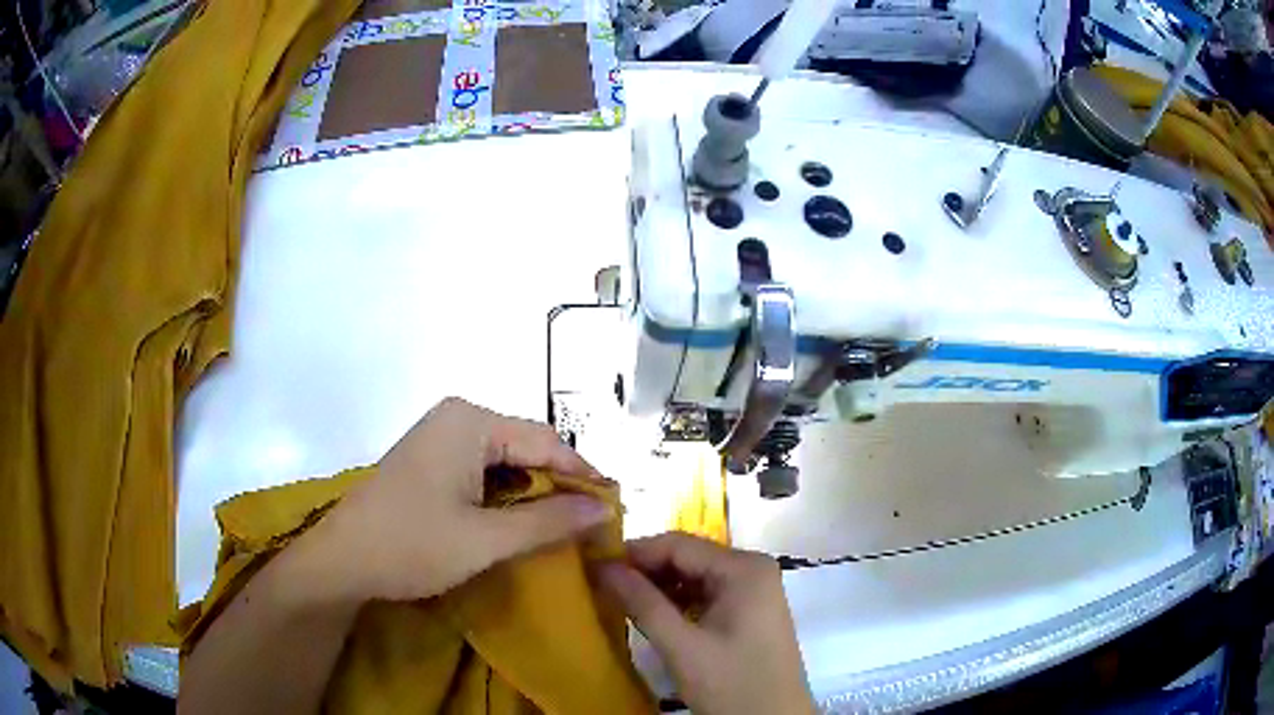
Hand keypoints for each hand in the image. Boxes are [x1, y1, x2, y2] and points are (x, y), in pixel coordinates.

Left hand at [310, 397, 613, 604]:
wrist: (342, 561)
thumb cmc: (412, 545)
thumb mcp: (486, 539)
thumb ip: (549, 521)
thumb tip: (604, 509)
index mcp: (471, 421)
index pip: (547, 442)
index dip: (584, 475)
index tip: (614, 508)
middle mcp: (458, 417)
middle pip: (527, 447)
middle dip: (558, 485)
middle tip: (590, 523)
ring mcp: (440, 437)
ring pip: (506, 460)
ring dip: (533, 493)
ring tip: (561, 527)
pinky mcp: (431, 460)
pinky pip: (483, 470)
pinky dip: (506, 496)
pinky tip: (518, 522)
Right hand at [598, 533, 813, 714]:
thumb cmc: (732, 684)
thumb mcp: (682, 647)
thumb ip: (642, 603)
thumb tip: (602, 566)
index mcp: (744, 568)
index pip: (678, 544)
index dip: (634, 553)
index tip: (594, 566)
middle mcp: (753, 569)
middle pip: (688, 558)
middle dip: (645, 571)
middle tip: (602, 586)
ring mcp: (754, 590)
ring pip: (695, 576)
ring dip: (659, 588)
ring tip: (619, 601)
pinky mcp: (750, 611)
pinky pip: (707, 594)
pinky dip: (678, 603)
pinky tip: (652, 616)